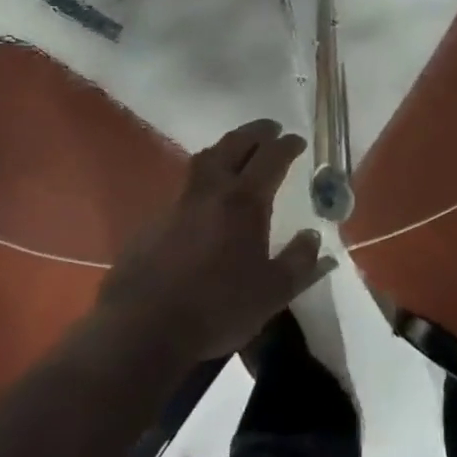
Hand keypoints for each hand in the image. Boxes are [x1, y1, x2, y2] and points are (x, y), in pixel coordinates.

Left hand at [98, 120, 330, 363]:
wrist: (144, 326)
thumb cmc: (217, 308)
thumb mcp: (272, 292)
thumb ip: (299, 262)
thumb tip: (313, 237)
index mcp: (244, 202)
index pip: (271, 158)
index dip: (286, 145)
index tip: (297, 140)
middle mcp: (210, 191)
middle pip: (233, 145)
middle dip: (255, 132)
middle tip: (270, 129)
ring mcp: (178, 203)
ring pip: (204, 160)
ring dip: (225, 148)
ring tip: (238, 152)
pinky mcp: (154, 221)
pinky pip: (185, 187)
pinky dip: (204, 180)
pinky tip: (207, 199)